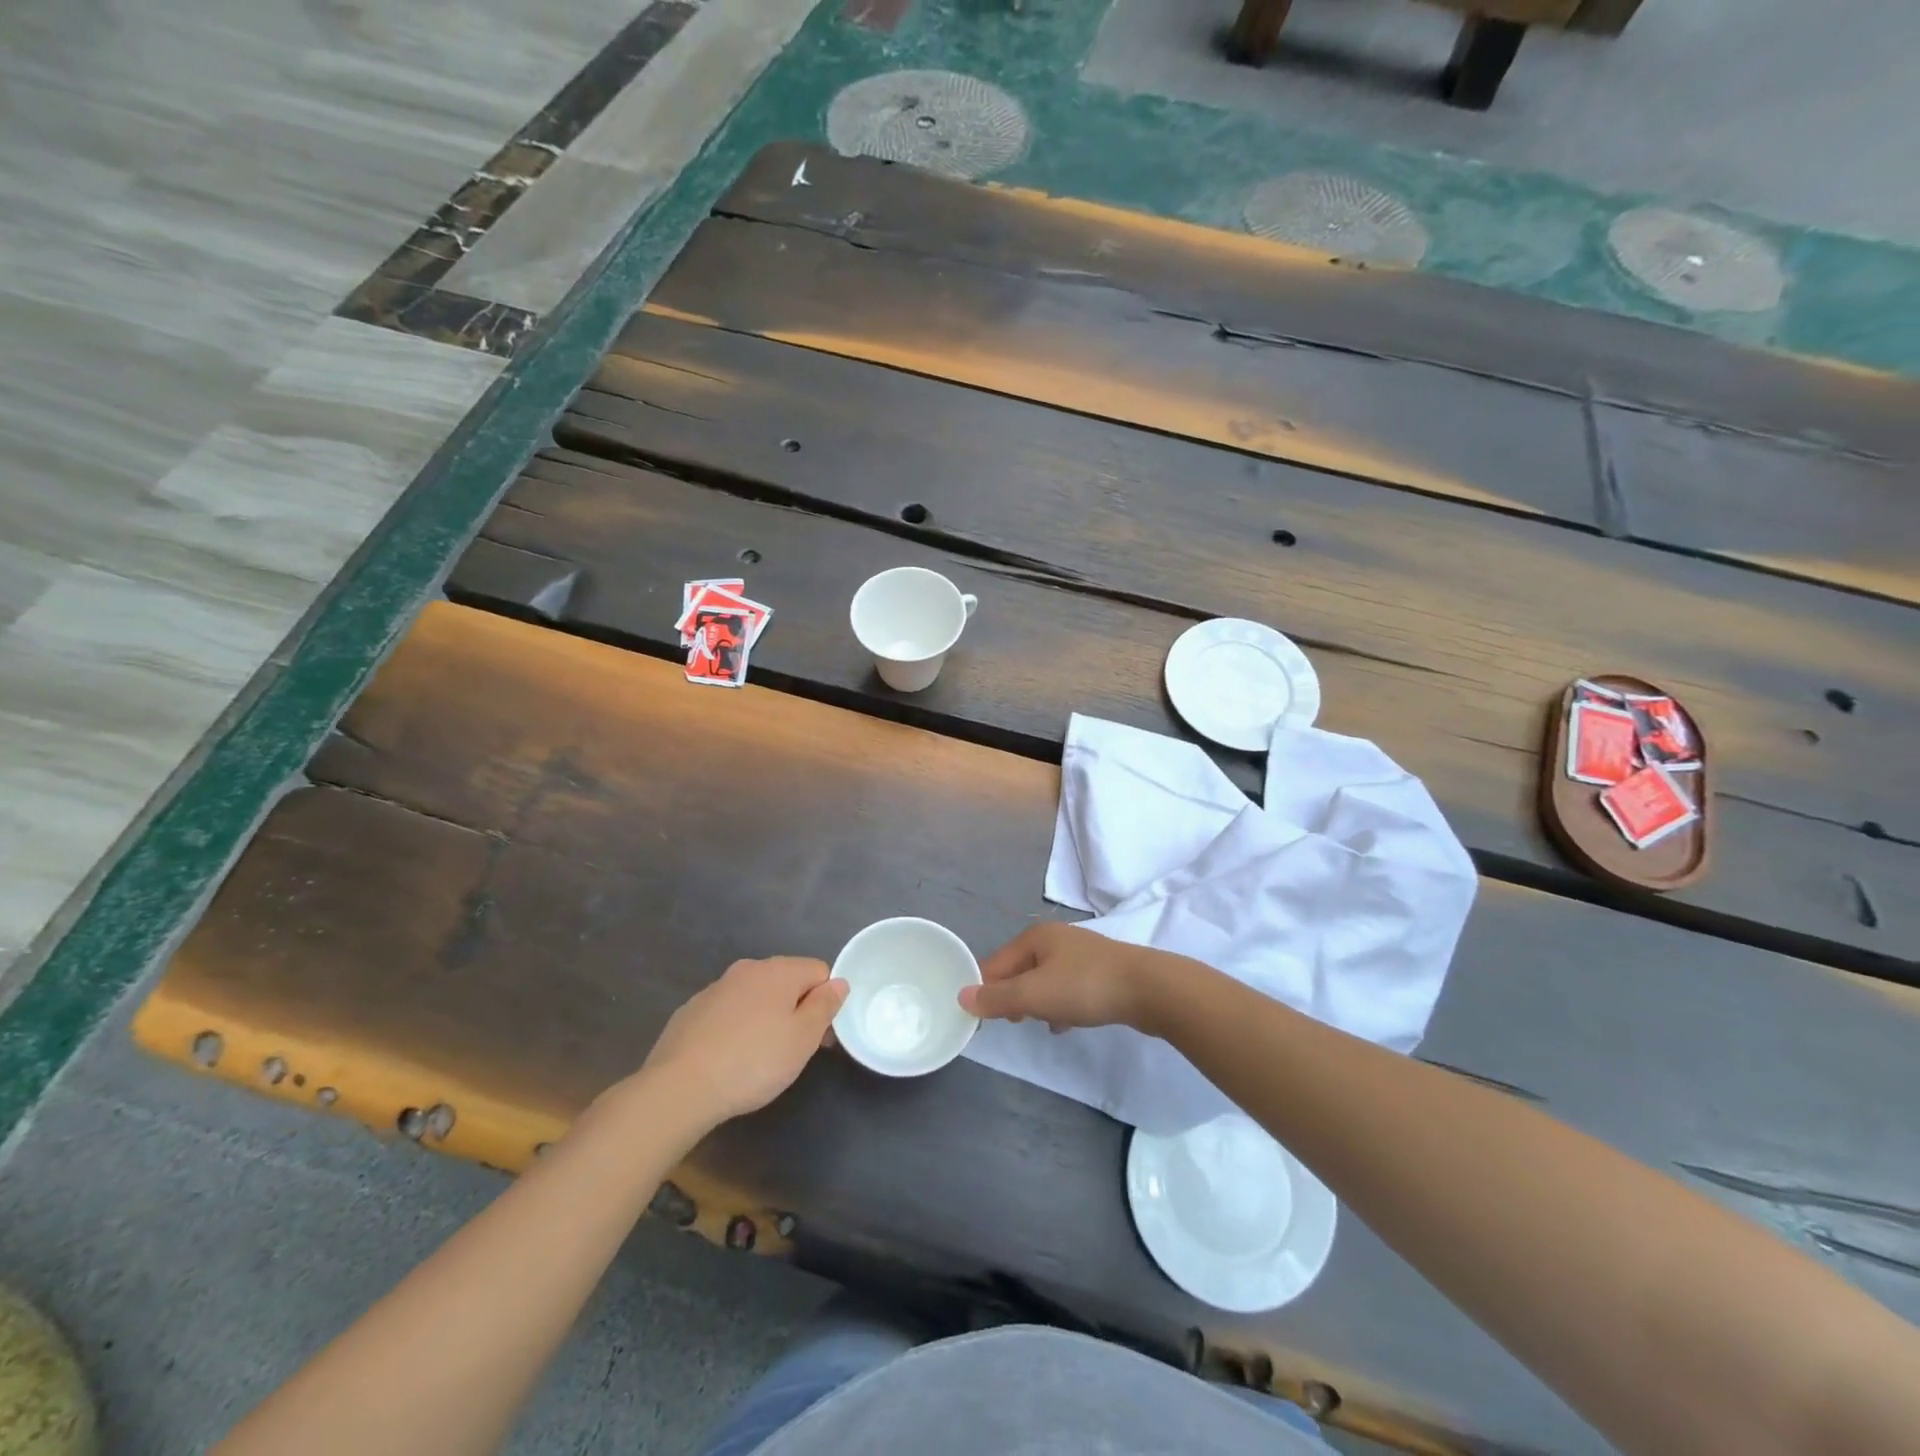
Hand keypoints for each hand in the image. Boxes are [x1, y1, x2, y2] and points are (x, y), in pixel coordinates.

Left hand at [642, 957, 847, 1124]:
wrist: (679, 1087)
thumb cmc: (753, 1062)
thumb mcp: (803, 1039)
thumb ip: (825, 1006)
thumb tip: (839, 982)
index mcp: (779, 970)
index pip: (819, 971)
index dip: (826, 1002)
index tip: (819, 1037)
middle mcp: (748, 969)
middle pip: (786, 982)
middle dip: (795, 1009)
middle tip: (792, 1051)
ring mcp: (716, 988)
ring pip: (755, 997)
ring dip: (764, 1018)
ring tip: (758, 1059)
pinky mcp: (691, 1010)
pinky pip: (727, 1012)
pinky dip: (735, 1028)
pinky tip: (727, 1059)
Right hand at [960, 923, 1177, 1033]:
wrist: (1149, 989)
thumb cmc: (1085, 987)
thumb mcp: (1034, 995)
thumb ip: (997, 998)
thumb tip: (962, 996)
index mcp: (1036, 937)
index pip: (995, 963)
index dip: (984, 989)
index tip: (980, 1018)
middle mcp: (1055, 939)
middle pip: (1019, 970)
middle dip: (1011, 997)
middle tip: (1013, 1022)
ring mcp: (1080, 954)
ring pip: (1043, 980)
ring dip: (1036, 1003)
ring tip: (1037, 1024)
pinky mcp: (1100, 972)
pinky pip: (1067, 989)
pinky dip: (1059, 1005)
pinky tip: (1064, 1025)